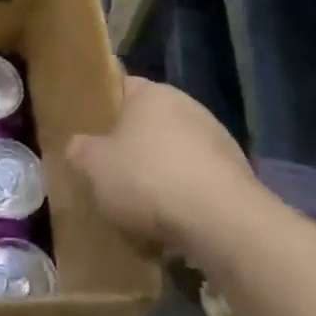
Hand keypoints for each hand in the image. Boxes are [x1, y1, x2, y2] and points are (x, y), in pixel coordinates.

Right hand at [66, 76, 259, 253]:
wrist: (222, 222)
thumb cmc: (148, 179)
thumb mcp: (94, 166)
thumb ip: (79, 151)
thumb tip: (77, 147)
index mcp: (152, 93)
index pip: (121, 86)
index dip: (103, 107)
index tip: (89, 131)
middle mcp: (187, 106)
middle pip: (149, 124)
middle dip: (132, 148)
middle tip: (110, 175)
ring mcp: (217, 140)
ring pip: (175, 155)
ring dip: (160, 177)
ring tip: (140, 212)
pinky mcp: (238, 175)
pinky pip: (198, 183)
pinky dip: (184, 200)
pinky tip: (171, 229)